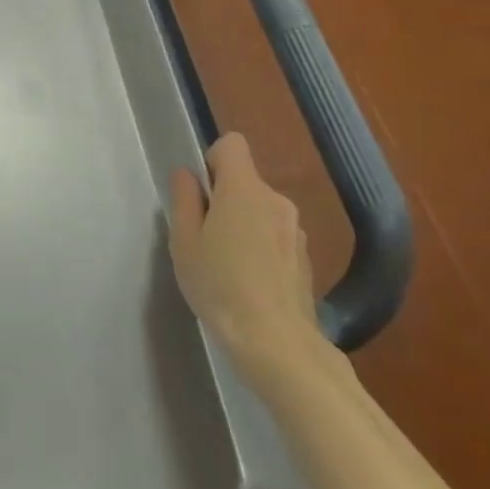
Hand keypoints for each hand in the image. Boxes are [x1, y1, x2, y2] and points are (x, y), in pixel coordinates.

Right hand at [168, 133, 324, 377]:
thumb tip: (188, 176)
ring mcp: (296, 231)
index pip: (232, 144)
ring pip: (260, 210)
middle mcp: (276, 201)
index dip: (211, 159)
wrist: (277, 344)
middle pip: (245, 181)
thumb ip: (185, 200)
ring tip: (224, 264)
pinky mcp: (305, 259)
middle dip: (223, 198)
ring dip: (242, 224)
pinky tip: (248, 282)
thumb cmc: (220, 285)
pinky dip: (260, 247)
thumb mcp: (184, 241)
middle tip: (202, 236)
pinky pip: (275, 236)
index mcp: (244, 189)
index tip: (199, 192)